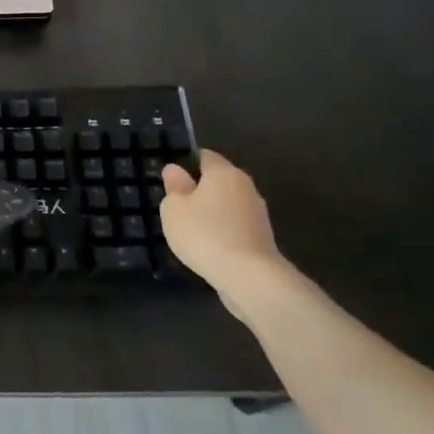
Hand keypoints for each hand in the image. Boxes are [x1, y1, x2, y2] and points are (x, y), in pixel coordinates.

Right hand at [159, 150, 294, 321]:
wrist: (249, 277)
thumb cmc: (205, 233)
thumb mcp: (174, 208)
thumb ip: (174, 186)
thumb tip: (175, 170)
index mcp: (224, 172)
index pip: (204, 156)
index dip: (186, 163)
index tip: (171, 178)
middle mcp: (245, 186)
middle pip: (219, 180)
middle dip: (200, 189)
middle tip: (176, 204)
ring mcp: (258, 213)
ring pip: (228, 204)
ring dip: (212, 212)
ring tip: (191, 228)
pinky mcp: (263, 237)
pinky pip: (236, 225)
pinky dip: (223, 231)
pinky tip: (209, 245)